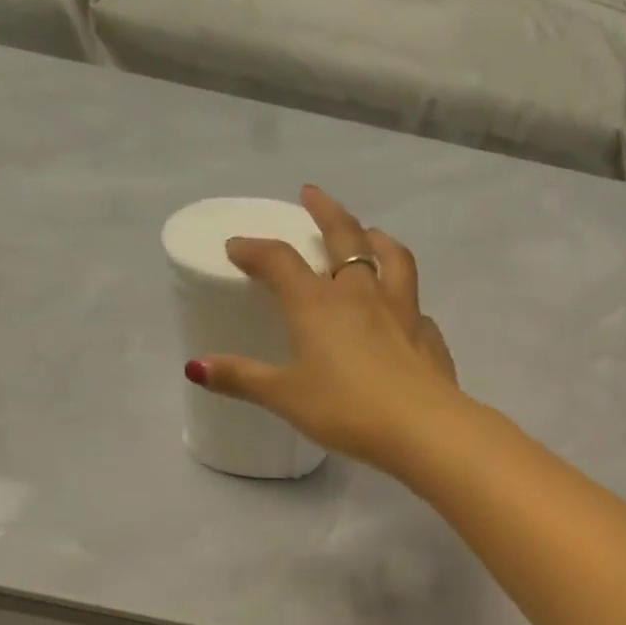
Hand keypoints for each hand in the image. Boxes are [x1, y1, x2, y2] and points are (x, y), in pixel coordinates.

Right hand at [186, 185, 462, 470]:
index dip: (255, 249)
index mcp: (318, 304)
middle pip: (345, 237)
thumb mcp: (286, 397)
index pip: (280, 260)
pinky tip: (403, 313)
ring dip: (378, 238)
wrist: (423, 428)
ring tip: (370, 233)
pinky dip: (405, 299)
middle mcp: (362, 295)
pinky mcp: (429, 336)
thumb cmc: (347, 410)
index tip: (238, 248)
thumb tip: (196, 367)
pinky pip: (416, 305)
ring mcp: (403, 311)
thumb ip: (243, 378)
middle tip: (312, 195)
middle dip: (325, 211)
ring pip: (392, 258)